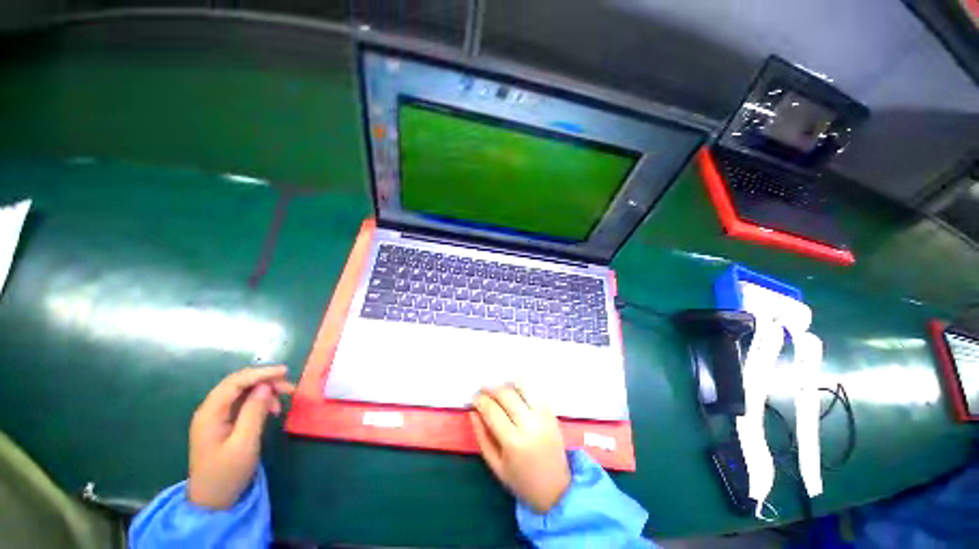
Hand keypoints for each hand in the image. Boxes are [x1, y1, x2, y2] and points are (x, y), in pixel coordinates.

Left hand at [187, 366, 294, 509]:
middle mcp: (210, 410)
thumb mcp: (244, 443)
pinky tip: (271, 410)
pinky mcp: (222, 424)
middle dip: (265, 380)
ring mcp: (215, 417)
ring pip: (242, 392)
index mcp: (210, 413)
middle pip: (238, 384)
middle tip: (289, 387)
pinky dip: (259, 402)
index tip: (285, 372)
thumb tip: (265, 387)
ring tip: (283, 400)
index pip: (235, 382)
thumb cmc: (227, 473)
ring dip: (264, 391)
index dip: (261, 373)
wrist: (212, 501)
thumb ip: (253, 412)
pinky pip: (242, 403)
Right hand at [471, 384, 570, 513]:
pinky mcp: (551, 413)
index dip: (479, 400)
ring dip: (507, 385)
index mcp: (513, 442)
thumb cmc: (521, 480)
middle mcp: (530, 425)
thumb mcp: (495, 465)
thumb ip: (482, 436)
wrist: (556, 489)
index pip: (492, 410)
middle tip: (482, 391)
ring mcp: (543, 416)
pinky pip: (534, 392)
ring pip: (522, 387)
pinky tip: (514, 393)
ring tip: (498, 390)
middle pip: (506, 394)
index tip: (472, 398)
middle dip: (490, 389)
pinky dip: (522, 388)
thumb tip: (473, 412)